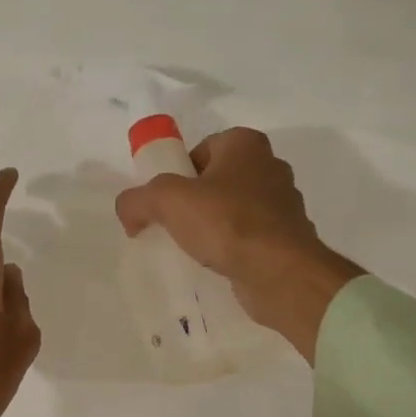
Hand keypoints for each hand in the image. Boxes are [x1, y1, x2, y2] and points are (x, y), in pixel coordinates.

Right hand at [113, 128, 362, 362]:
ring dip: (214, 227)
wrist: (280, 272)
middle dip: (194, 202)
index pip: (201, 150)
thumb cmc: (227, 222)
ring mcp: (283, 205)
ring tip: (193, 250)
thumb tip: (127, 211)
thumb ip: (138, 199)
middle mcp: (270, 166)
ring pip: (234, 211)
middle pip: (217, 181)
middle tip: (173, 227)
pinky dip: (233, 249)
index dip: (178, 174)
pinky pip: (249, 238)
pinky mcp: (288, 239)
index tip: (165, 202)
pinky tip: (216, 266)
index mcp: (246, 144)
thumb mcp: (167, 201)